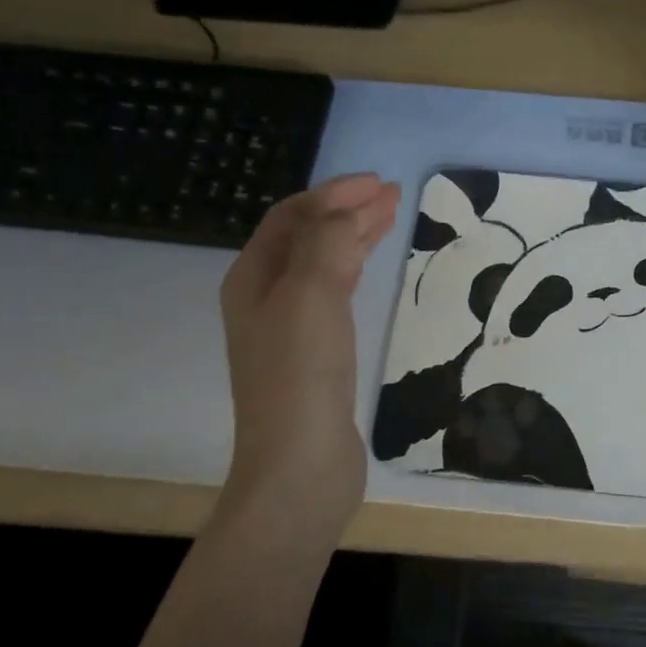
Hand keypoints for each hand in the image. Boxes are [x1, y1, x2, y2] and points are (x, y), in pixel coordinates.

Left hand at [218, 173, 400, 543]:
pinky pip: (333, 293)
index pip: (293, 217)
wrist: (300, 463)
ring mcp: (288, 327)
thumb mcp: (311, 294)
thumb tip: (346, 213)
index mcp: (253, 277)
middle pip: (307, 237)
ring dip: (353, 237)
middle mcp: (264, 297)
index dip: (334, 194)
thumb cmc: (301, 374)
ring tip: (390, 219)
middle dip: (347, 211)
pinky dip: (354, 269)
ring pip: (322, 263)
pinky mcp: (314, 354)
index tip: (380, 183)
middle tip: (392, 196)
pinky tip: (369, 268)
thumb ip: (327, 242)